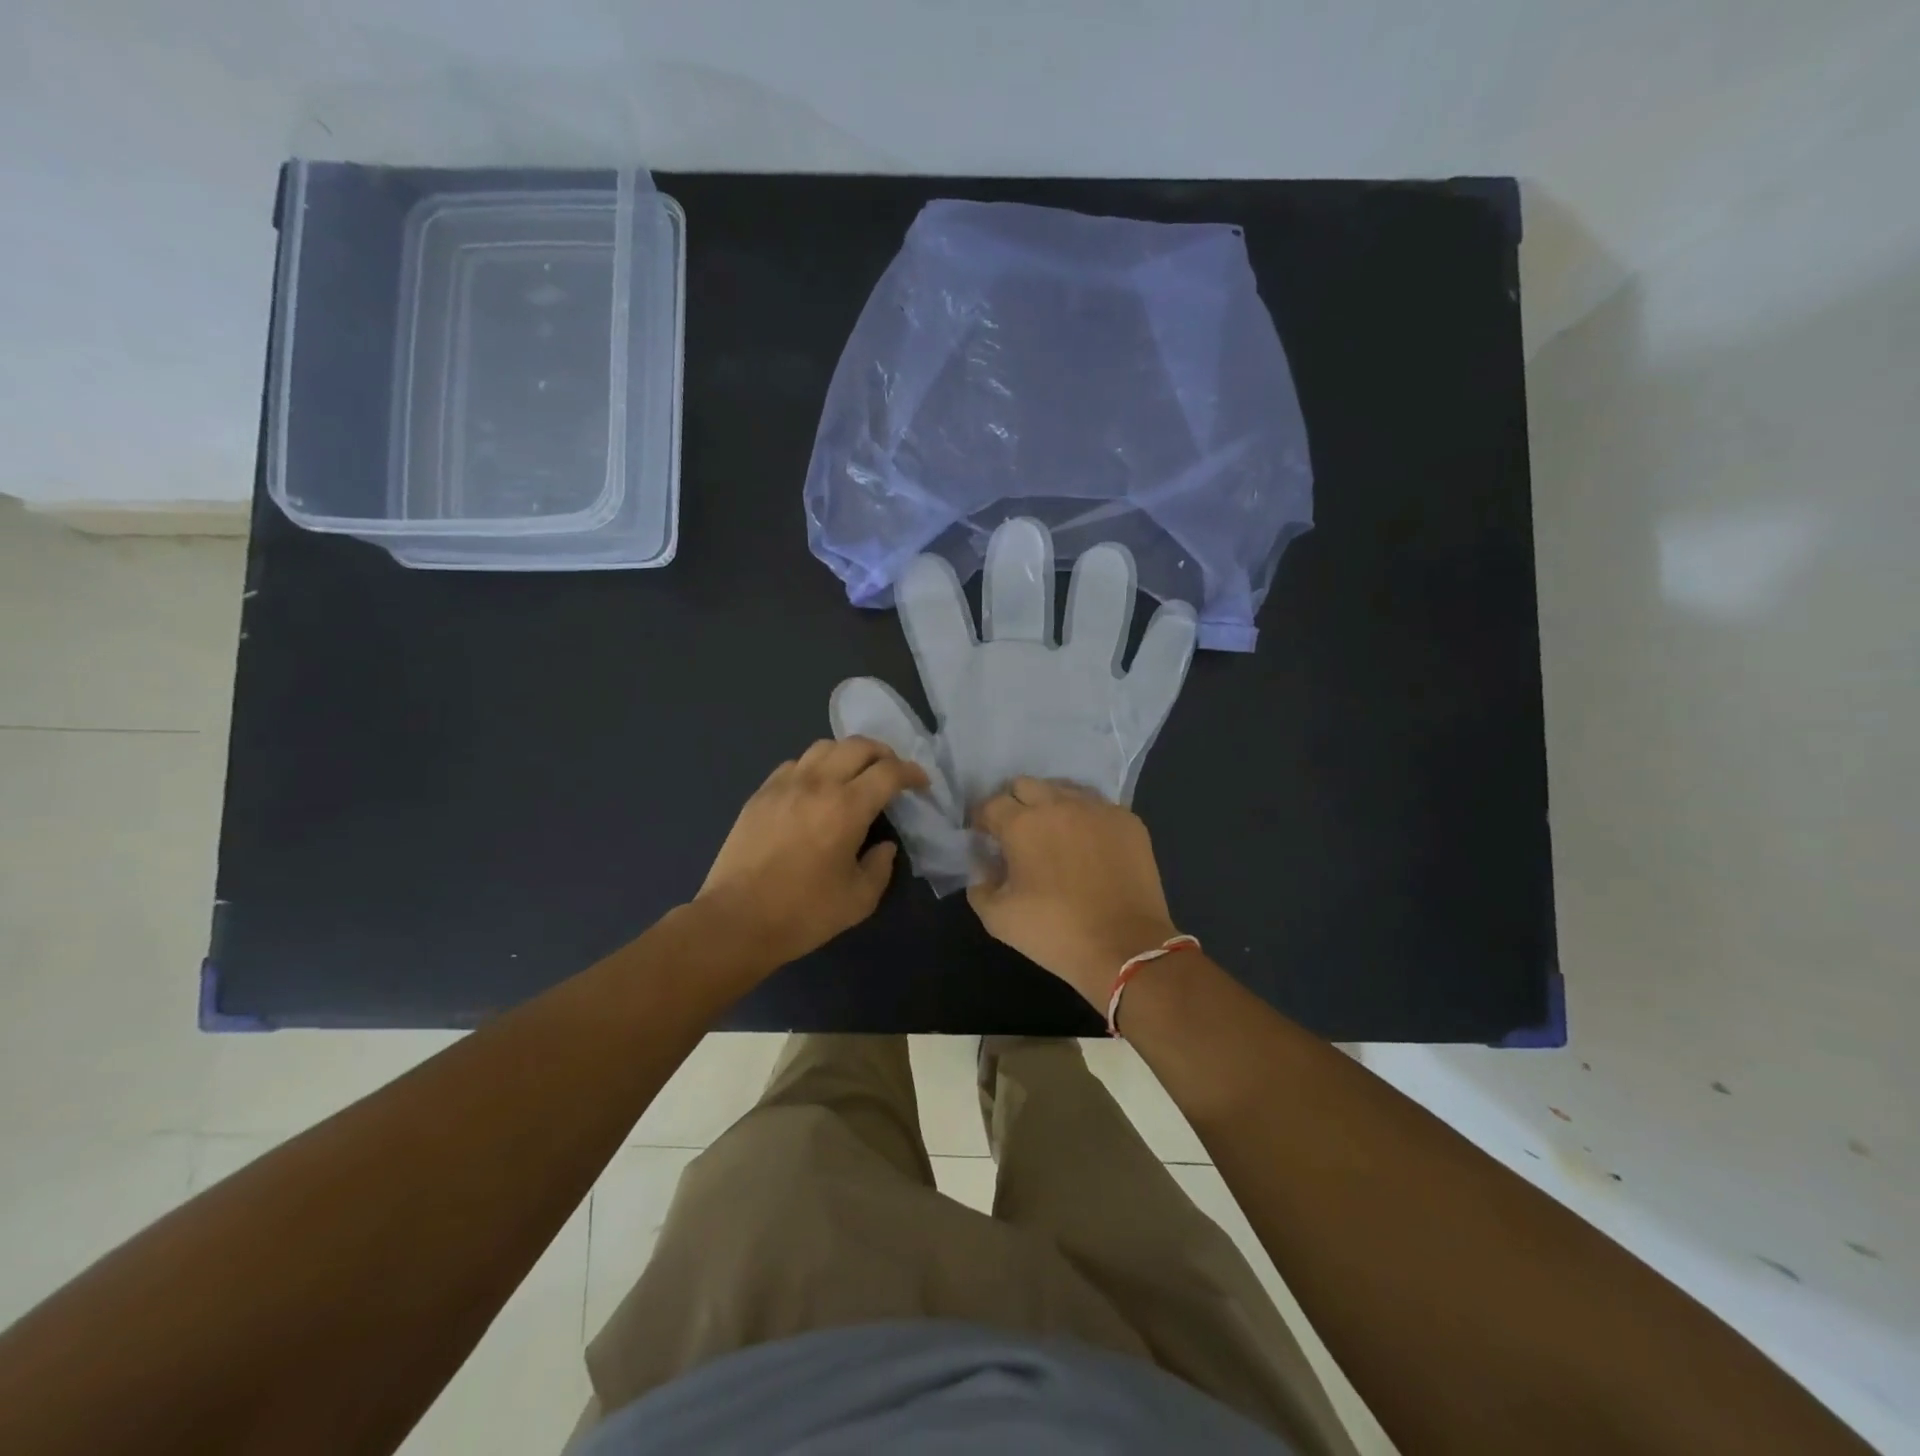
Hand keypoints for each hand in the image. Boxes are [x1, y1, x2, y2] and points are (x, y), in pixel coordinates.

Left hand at [696, 738, 928, 968]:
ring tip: (855, 775)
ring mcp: (784, 785)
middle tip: (892, 774)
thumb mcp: (859, 900)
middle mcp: (817, 784)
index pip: (889, 772)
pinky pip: (795, 764)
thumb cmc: (803, 913)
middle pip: (858, 745)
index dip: (912, 773)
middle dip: (884, 754)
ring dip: (848, 754)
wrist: (736, 920)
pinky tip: (816, 789)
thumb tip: (883, 846)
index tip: (921, 783)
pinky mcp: (760, 794)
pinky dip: (815, 767)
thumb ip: (880, 867)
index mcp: (847, 807)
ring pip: (824, 747)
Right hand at [968, 777, 1180, 1006]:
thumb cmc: (1056, 932)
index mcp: (1022, 824)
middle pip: (1026, 785)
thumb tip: (985, 868)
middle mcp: (1059, 804)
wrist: (1126, 948)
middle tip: (1017, 832)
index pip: (991, 804)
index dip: (982, 819)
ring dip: (1051, 805)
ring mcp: (1098, 809)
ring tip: (1054, 834)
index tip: (983, 836)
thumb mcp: (998, 919)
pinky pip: (1098, 806)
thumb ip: (980, 886)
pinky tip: (1088, 844)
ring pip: (1064, 789)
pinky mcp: (1128, 820)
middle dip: (1014, 804)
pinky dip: (1085, 819)